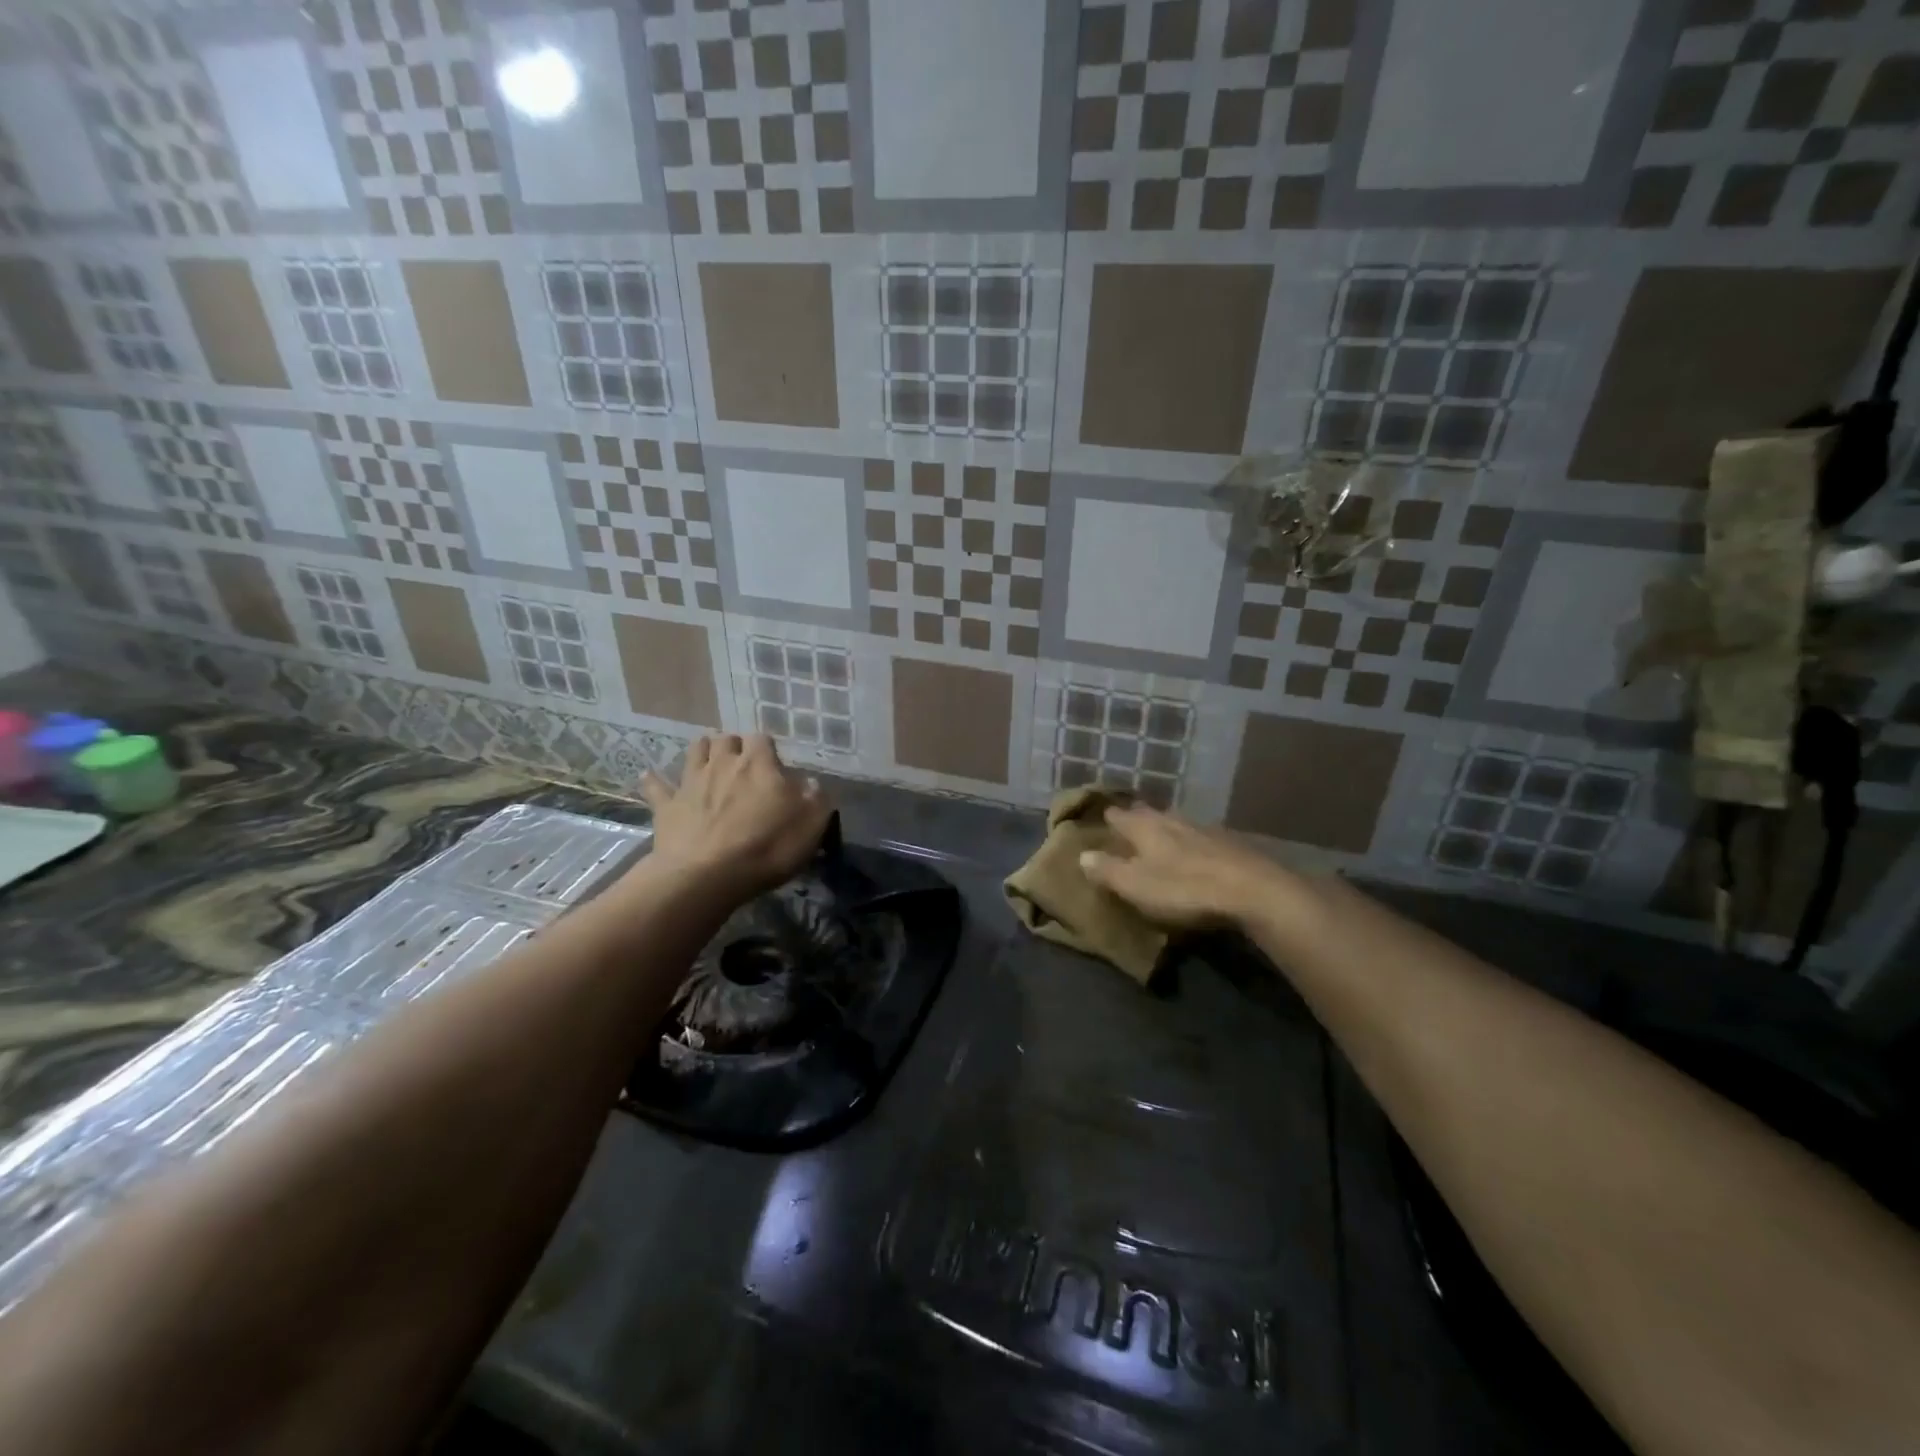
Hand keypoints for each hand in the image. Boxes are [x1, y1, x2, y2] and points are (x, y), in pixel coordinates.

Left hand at [638, 735, 832, 900]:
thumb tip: (811, 784)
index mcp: (759, 764)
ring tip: (709, 759)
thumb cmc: (767, 847)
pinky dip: (654, 780)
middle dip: (735, 746)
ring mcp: (691, 782)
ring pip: (695, 751)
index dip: (768, 749)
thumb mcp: (811, 825)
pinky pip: (656, 786)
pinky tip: (649, 776)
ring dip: (703, 751)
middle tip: (742, 763)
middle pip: (727, 739)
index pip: (763, 739)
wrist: (707, 875)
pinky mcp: (667, 806)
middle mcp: (724, 764)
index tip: (775, 765)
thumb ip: (816, 799)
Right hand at [1079, 806, 1289, 930]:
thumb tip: (1082, 855)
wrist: (1253, 891)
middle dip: (1137, 818)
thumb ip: (1107, 870)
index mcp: (1145, 827)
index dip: (1107, 817)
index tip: (1099, 819)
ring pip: (1177, 822)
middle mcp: (1172, 820)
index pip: (1118, 815)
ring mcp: (1204, 829)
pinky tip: (1196, 854)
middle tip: (1127, 825)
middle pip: (1149, 814)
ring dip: (1166, 828)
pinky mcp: (1231, 844)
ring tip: (1159, 837)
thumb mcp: (1136, 885)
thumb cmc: (1184, 888)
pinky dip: (1192, 843)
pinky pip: (1201, 837)